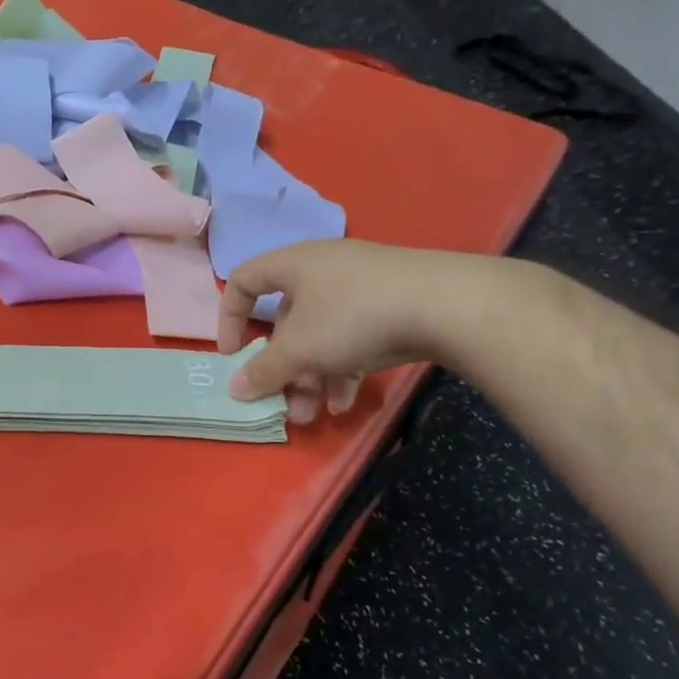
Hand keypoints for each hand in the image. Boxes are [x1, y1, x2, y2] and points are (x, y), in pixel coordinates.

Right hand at [218, 240, 492, 423]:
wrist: (449, 306)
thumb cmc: (354, 316)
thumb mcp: (300, 349)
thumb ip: (263, 370)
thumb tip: (235, 389)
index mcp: (294, 265)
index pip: (243, 281)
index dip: (229, 318)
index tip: (233, 354)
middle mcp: (323, 270)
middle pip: (286, 321)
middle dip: (282, 367)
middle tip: (282, 401)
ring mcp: (361, 287)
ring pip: (321, 335)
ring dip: (311, 376)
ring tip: (314, 413)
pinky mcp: (392, 305)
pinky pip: (352, 338)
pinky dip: (343, 368)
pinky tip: (345, 401)